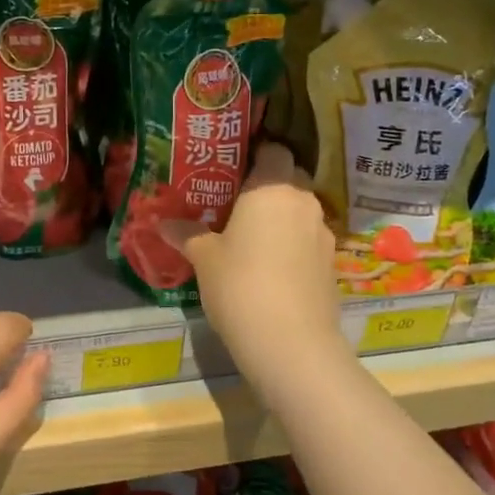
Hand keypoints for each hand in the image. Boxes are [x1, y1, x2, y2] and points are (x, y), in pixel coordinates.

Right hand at [162, 143, 344, 393]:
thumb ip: (187, 234)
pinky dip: (292, 244)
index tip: (231, 168)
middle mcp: (303, 202)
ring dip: (280, 217)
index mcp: (272, 188)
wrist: (291, 344)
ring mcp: (322, 234)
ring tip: (250, 236)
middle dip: (266, 186)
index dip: (254, 154)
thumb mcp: (204, 258)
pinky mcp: (331, 264)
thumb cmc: (240, 285)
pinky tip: (270, 265)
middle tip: (234, 202)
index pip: (273, 150)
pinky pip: (307, 240)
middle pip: (289, 178)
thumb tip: (162, 223)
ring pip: (299, 211)